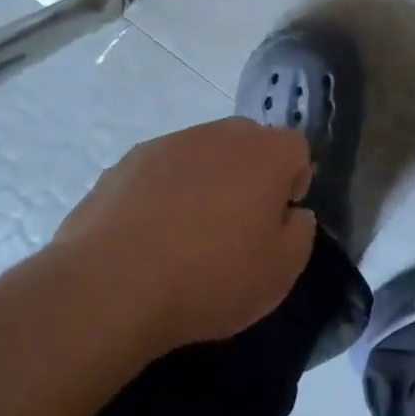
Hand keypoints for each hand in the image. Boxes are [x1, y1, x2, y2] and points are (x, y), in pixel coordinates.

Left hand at [53, 117, 316, 352]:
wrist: (115, 281)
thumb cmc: (212, 277)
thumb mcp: (279, 273)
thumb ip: (299, 233)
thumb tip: (292, 213)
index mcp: (265, 153)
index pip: (295, 148)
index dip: (293, 183)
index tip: (278, 221)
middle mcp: (220, 134)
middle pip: (248, 144)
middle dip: (250, 176)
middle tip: (237, 228)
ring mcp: (170, 142)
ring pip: (202, 154)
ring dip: (205, 182)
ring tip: (188, 237)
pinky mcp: (129, 160)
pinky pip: (162, 171)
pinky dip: (164, 193)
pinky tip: (150, 236)